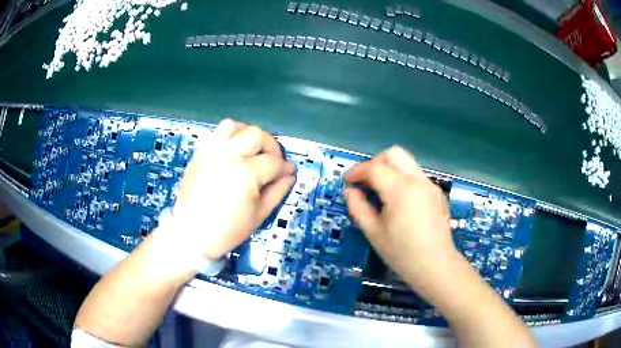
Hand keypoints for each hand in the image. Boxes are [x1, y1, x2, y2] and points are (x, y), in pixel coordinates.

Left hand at [158, 119, 295, 259]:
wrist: (191, 233)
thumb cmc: (227, 230)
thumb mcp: (259, 215)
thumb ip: (277, 191)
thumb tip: (289, 175)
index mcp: (245, 174)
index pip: (273, 162)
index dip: (285, 167)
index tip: (289, 171)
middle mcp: (228, 155)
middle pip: (256, 135)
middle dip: (271, 146)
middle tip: (272, 161)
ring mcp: (211, 152)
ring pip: (234, 126)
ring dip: (248, 134)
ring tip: (251, 149)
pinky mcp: (199, 153)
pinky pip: (216, 133)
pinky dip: (229, 136)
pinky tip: (233, 150)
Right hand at [344, 146, 455, 287]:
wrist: (436, 266)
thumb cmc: (402, 253)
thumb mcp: (373, 232)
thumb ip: (358, 207)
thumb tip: (350, 191)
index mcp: (400, 190)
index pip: (375, 168)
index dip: (357, 171)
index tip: (347, 181)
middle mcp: (418, 180)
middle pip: (394, 154)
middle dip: (375, 163)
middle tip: (366, 182)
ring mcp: (430, 185)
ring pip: (407, 163)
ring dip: (390, 170)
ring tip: (381, 192)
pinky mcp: (437, 193)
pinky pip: (416, 176)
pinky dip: (403, 179)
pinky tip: (400, 202)